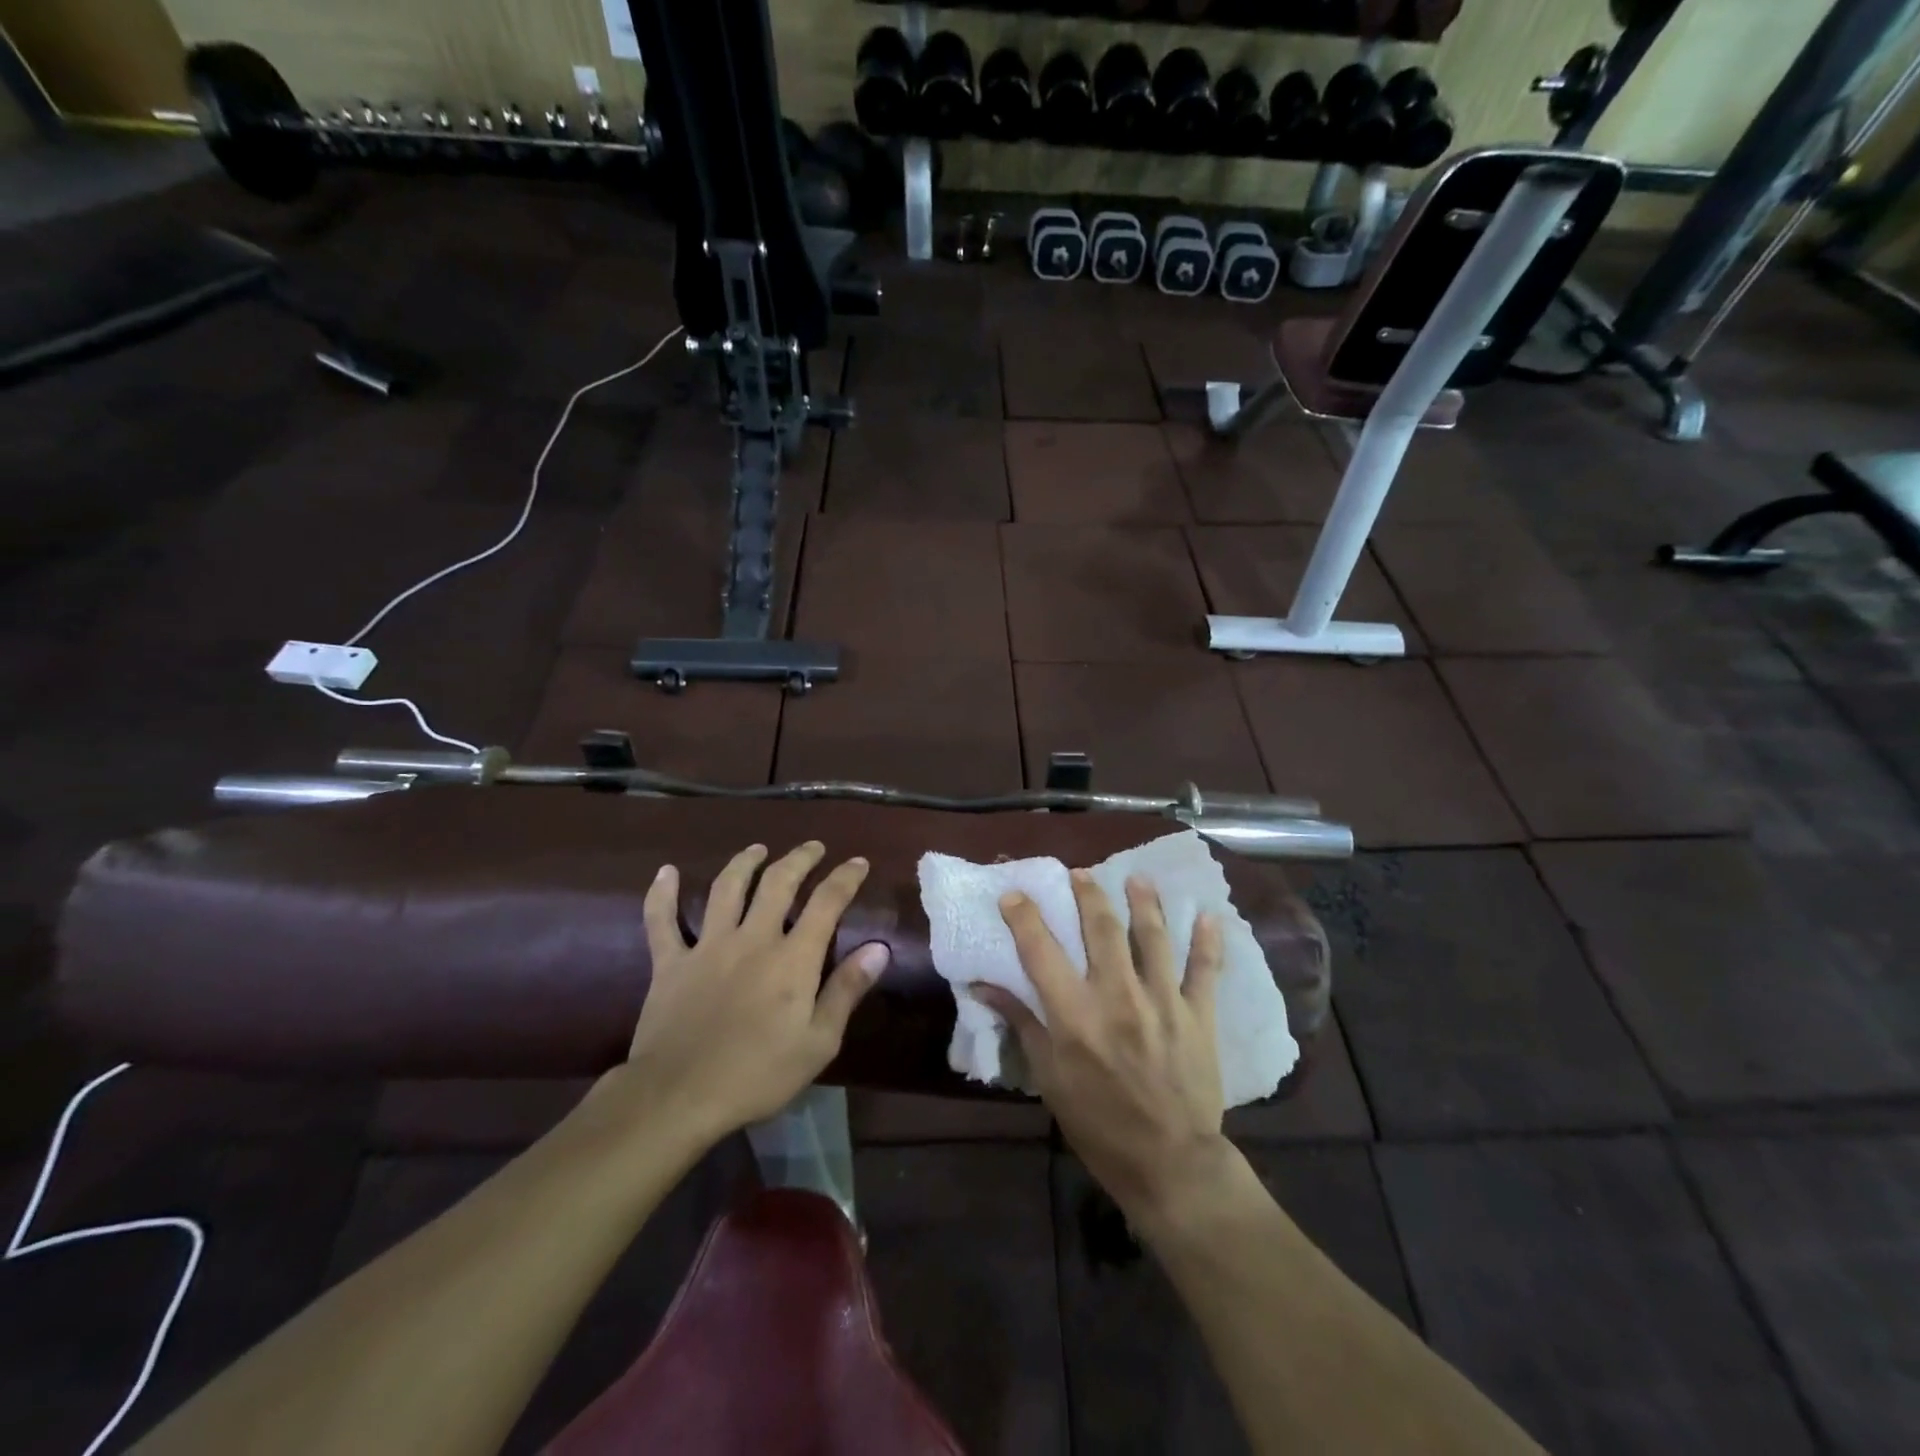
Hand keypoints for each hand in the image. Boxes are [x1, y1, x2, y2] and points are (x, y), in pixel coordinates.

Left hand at [623, 841, 886, 1142]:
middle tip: (813, 847)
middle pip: (778, 882)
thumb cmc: (758, 1074)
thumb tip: (879, 948)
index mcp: (792, 958)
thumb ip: (847, 990)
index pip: (826, 902)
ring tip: (757, 849)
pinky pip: (661, 921)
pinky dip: (661, 894)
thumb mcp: (818, 1042)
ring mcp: (708, 946)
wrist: (678, 1097)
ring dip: (744, 863)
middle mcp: (752, 938)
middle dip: (799, 858)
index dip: (845, 877)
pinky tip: (665, 872)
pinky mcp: (670, 963)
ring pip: (726, 889)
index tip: (858, 862)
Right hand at [974, 871, 1230, 1225]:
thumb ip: (1021, 1023)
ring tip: (1137, 878)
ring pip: (1153, 937)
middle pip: (1101, 928)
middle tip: (1080, 874)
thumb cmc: (1098, 1123)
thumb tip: (984, 985)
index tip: (1014, 894)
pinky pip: (1205, 970)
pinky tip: (1209, 915)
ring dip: (1144, 902)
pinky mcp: (1199, 1015)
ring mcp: (1162, 1001)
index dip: (1024, 916)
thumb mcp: (1049, 1077)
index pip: (1040, 950)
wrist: (1169, 1163)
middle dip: (1088, 894)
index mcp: (1074, 1014)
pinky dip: (1208, 941)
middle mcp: (1117, 996)